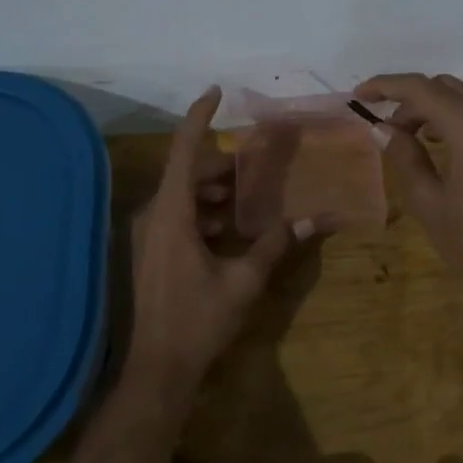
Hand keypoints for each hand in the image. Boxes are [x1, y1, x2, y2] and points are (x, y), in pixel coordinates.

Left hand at [125, 87, 308, 404]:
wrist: (157, 371)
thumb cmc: (198, 322)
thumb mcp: (244, 282)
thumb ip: (275, 245)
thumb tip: (313, 220)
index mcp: (172, 214)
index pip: (184, 151)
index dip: (199, 117)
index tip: (216, 91)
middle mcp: (155, 215)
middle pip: (187, 171)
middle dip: (221, 162)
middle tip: (255, 162)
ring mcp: (149, 234)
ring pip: (182, 193)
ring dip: (212, 188)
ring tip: (245, 194)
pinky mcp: (152, 250)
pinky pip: (178, 214)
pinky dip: (203, 210)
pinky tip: (227, 227)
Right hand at [356, 71, 462, 316]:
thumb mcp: (430, 205)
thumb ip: (405, 158)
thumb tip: (381, 129)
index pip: (420, 89)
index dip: (386, 86)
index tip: (360, 95)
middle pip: (445, 86)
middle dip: (412, 101)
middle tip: (391, 132)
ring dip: (443, 99)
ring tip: (424, 133)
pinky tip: (456, 144)